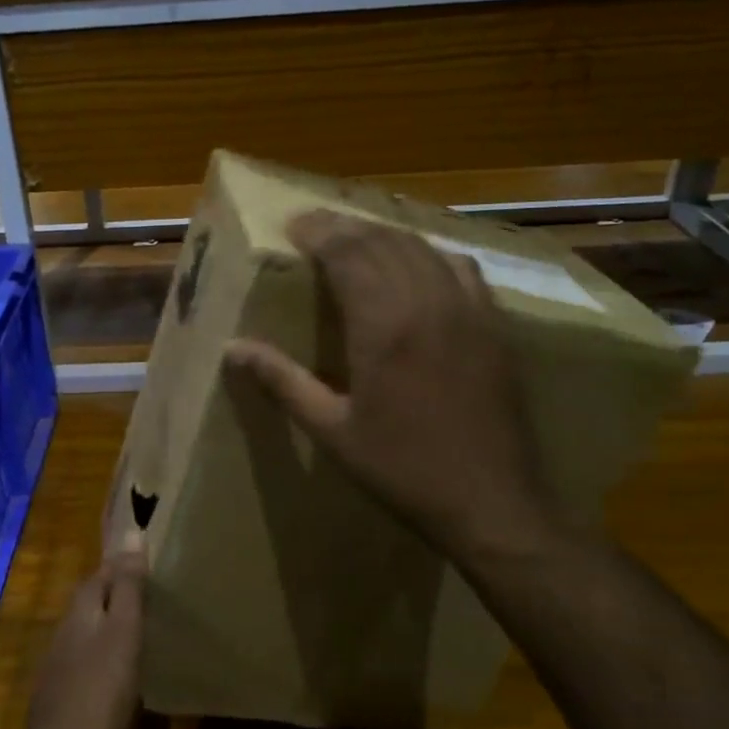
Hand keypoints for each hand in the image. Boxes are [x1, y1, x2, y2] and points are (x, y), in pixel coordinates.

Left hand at [16, 541, 146, 728]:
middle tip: (157, 594)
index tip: (152, 558)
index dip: (123, 564)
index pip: (101, 573)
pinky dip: (111, 662)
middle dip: (119, 594)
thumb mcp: (122, 635)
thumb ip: (128, 589)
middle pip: (93, 603)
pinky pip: (92, 667)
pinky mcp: (66, 701)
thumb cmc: (98, 695)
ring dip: (115, 628)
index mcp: (80, 613)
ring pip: (92, 635)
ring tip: (149, 631)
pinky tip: (129, 677)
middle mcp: (66, 634)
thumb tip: (131, 535)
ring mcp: (62, 669)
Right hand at [225, 210, 564, 567]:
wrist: (492, 502)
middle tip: (315, 225)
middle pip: (383, 241)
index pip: (349, 253)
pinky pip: (461, 267)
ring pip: (422, 247)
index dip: (320, 232)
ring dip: (385, 234)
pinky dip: (430, 252)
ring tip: (356, 236)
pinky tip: (418, 261)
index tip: (293, 225)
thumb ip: (283, 381)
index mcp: (383, 326)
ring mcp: (468, 310)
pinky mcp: (494, 325)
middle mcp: (427, 303)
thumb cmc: (402, 469)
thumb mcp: (332, 430)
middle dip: (345, 227)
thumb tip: (233, 348)